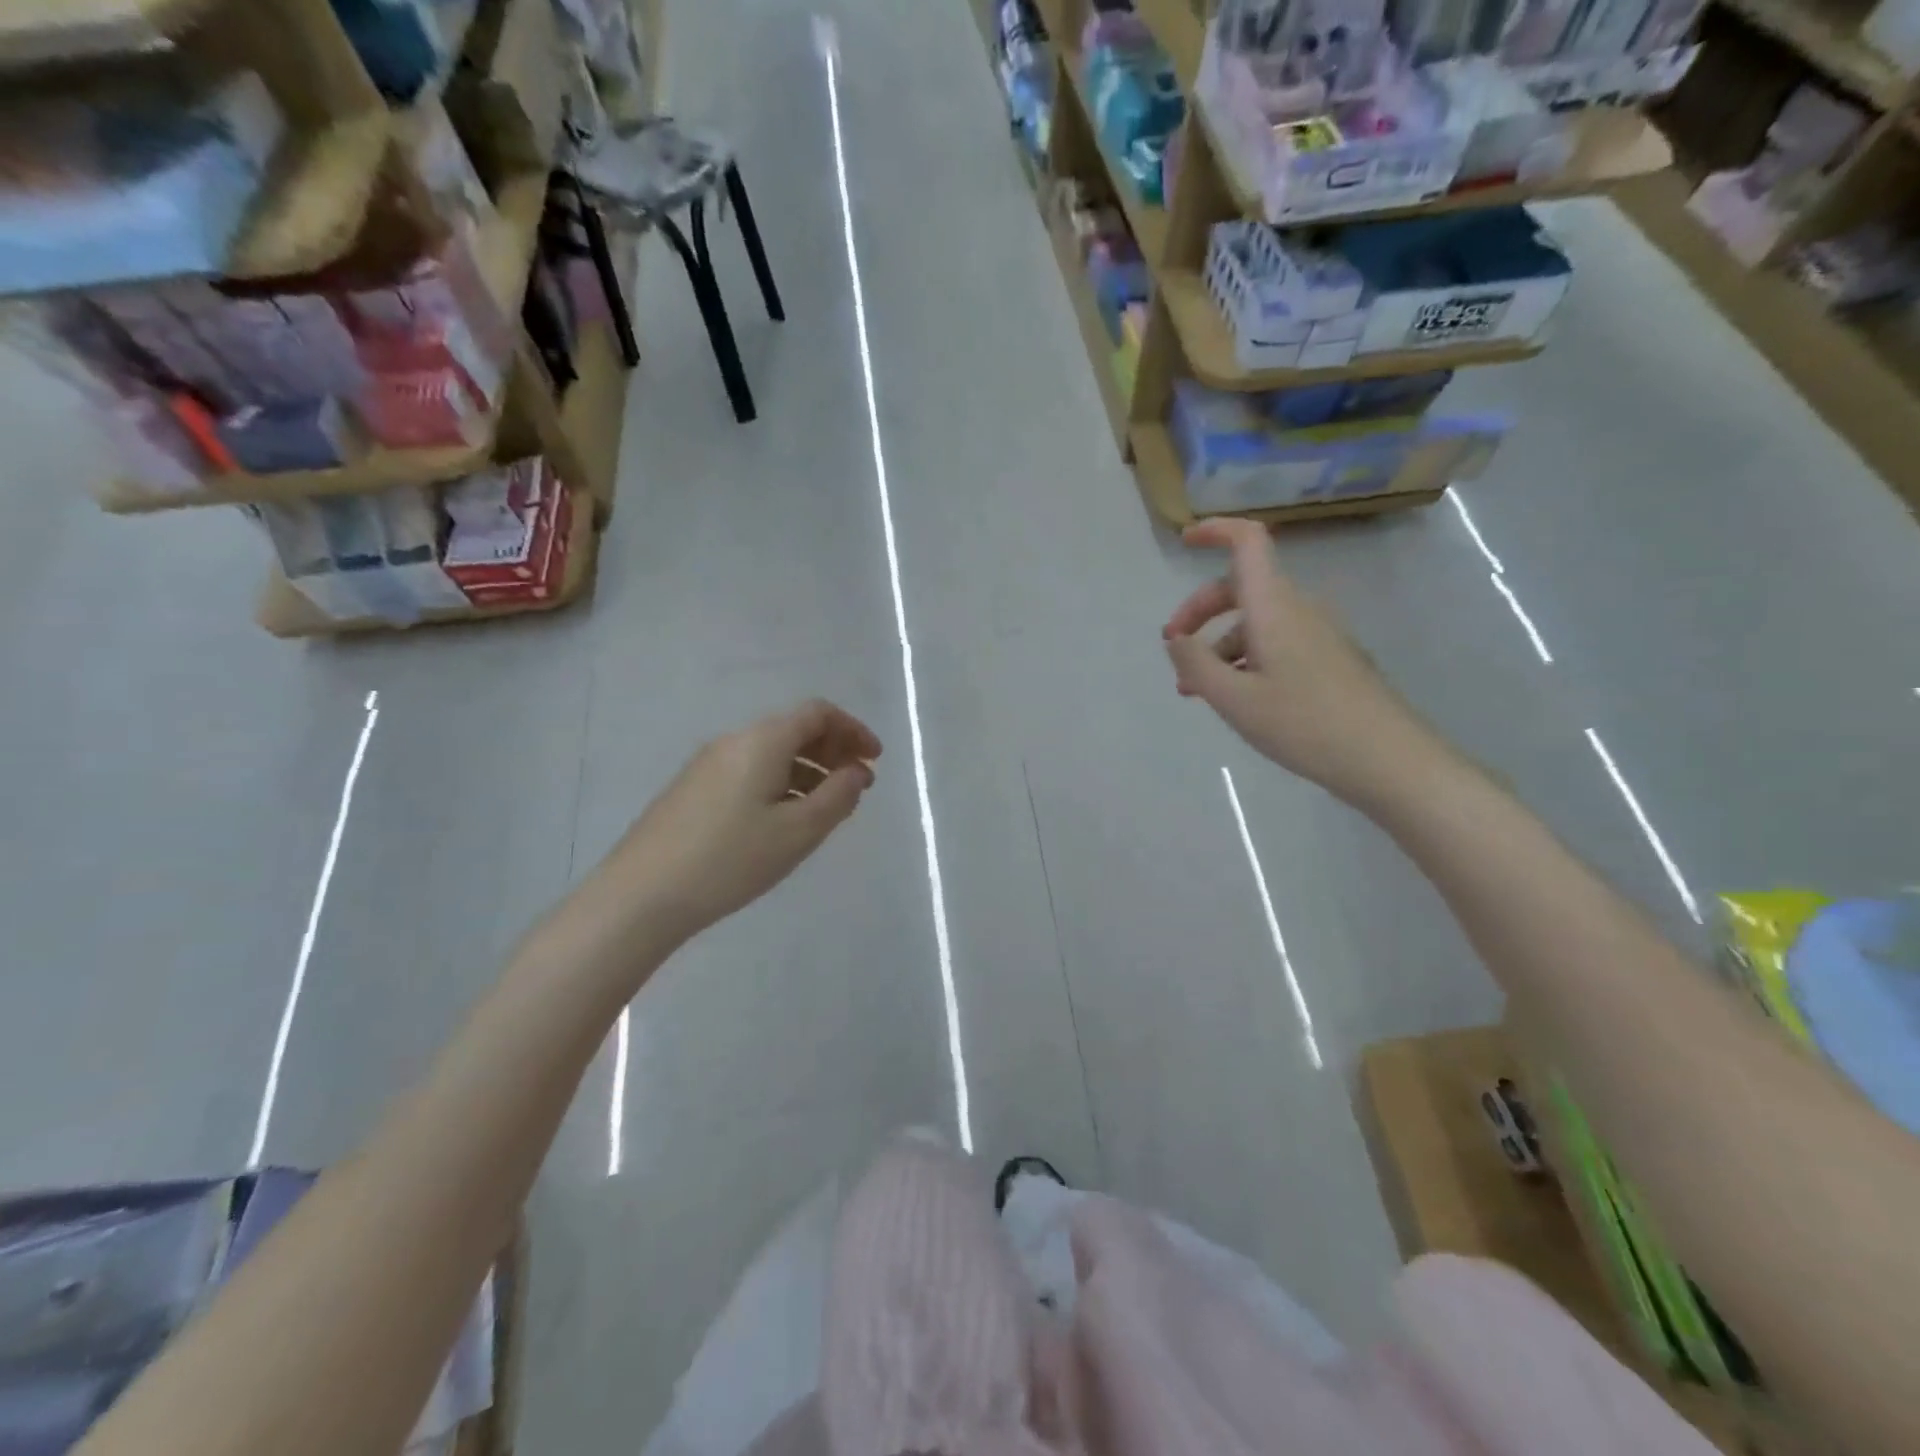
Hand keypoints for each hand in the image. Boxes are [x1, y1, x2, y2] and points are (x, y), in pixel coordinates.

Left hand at [554, 700, 881, 985]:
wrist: (641, 895)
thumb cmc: (730, 859)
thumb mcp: (798, 831)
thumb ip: (837, 796)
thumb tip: (857, 772)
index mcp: (762, 740)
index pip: (817, 713)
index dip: (853, 730)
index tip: (875, 759)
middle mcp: (734, 741)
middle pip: (794, 729)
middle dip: (833, 750)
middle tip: (858, 785)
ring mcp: (708, 765)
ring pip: (772, 753)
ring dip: (808, 770)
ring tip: (828, 808)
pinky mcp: (693, 790)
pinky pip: (750, 771)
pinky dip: (781, 783)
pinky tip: (785, 820)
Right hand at [1162, 518, 1443, 805]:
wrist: (1385, 758)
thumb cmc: (1304, 723)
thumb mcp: (1234, 699)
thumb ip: (1195, 664)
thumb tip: (1175, 641)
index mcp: (1274, 606)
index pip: (1248, 542)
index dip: (1216, 530)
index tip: (1184, 542)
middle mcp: (1298, 609)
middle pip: (1242, 587)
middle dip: (1200, 611)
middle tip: (1174, 647)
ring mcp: (1317, 634)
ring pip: (1256, 621)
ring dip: (1220, 644)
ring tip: (1195, 689)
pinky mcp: (1328, 659)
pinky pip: (1276, 643)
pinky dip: (1245, 658)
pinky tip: (1235, 697)